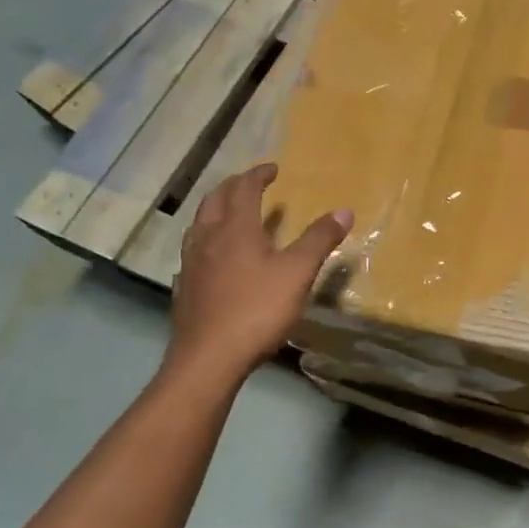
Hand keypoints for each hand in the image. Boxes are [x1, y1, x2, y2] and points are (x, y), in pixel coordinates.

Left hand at [163, 164, 350, 383]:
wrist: (208, 359)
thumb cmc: (257, 309)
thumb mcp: (298, 272)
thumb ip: (319, 239)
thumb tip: (344, 210)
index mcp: (235, 229)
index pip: (244, 189)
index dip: (258, 175)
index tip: (273, 168)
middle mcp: (208, 239)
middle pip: (214, 201)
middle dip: (233, 187)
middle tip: (249, 183)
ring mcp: (191, 265)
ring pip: (199, 225)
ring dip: (215, 211)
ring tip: (230, 214)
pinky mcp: (185, 289)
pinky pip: (193, 253)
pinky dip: (206, 242)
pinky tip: (214, 259)